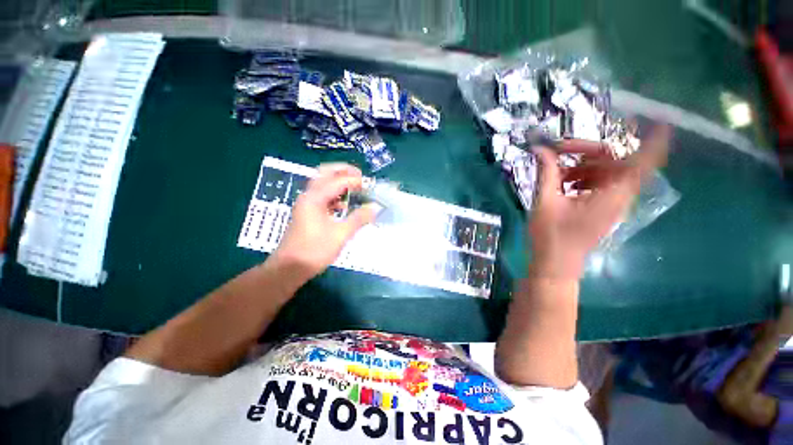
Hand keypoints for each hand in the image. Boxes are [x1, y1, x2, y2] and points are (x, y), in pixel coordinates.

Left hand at [271, 163, 379, 279]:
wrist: (289, 268)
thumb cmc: (314, 251)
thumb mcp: (340, 235)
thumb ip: (359, 218)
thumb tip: (375, 207)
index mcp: (315, 198)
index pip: (338, 181)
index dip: (356, 180)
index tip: (371, 185)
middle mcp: (308, 196)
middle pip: (325, 173)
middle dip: (343, 171)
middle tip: (360, 176)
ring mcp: (306, 204)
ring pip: (322, 183)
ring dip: (338, 182)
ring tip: (355, 187)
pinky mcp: (307, 212)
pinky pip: (322, 196)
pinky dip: (334, 194)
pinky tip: (344, 205)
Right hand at [529, 125, 670, 278]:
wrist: (555, 264)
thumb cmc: (551, 236)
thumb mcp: (545, 202)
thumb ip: (546, 172)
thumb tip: (540, 148)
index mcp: (612, 195)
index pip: (643, 163)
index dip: (654, 142)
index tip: (659, 121)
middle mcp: (619, 196)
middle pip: (615, 161)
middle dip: (587, 151)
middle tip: (558, 150)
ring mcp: (611, 203)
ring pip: (604, 172)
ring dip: (581, 165)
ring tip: (555, 171)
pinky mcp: (601, 208)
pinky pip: (597, 183)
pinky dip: (581, 177)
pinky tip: (561, 182)